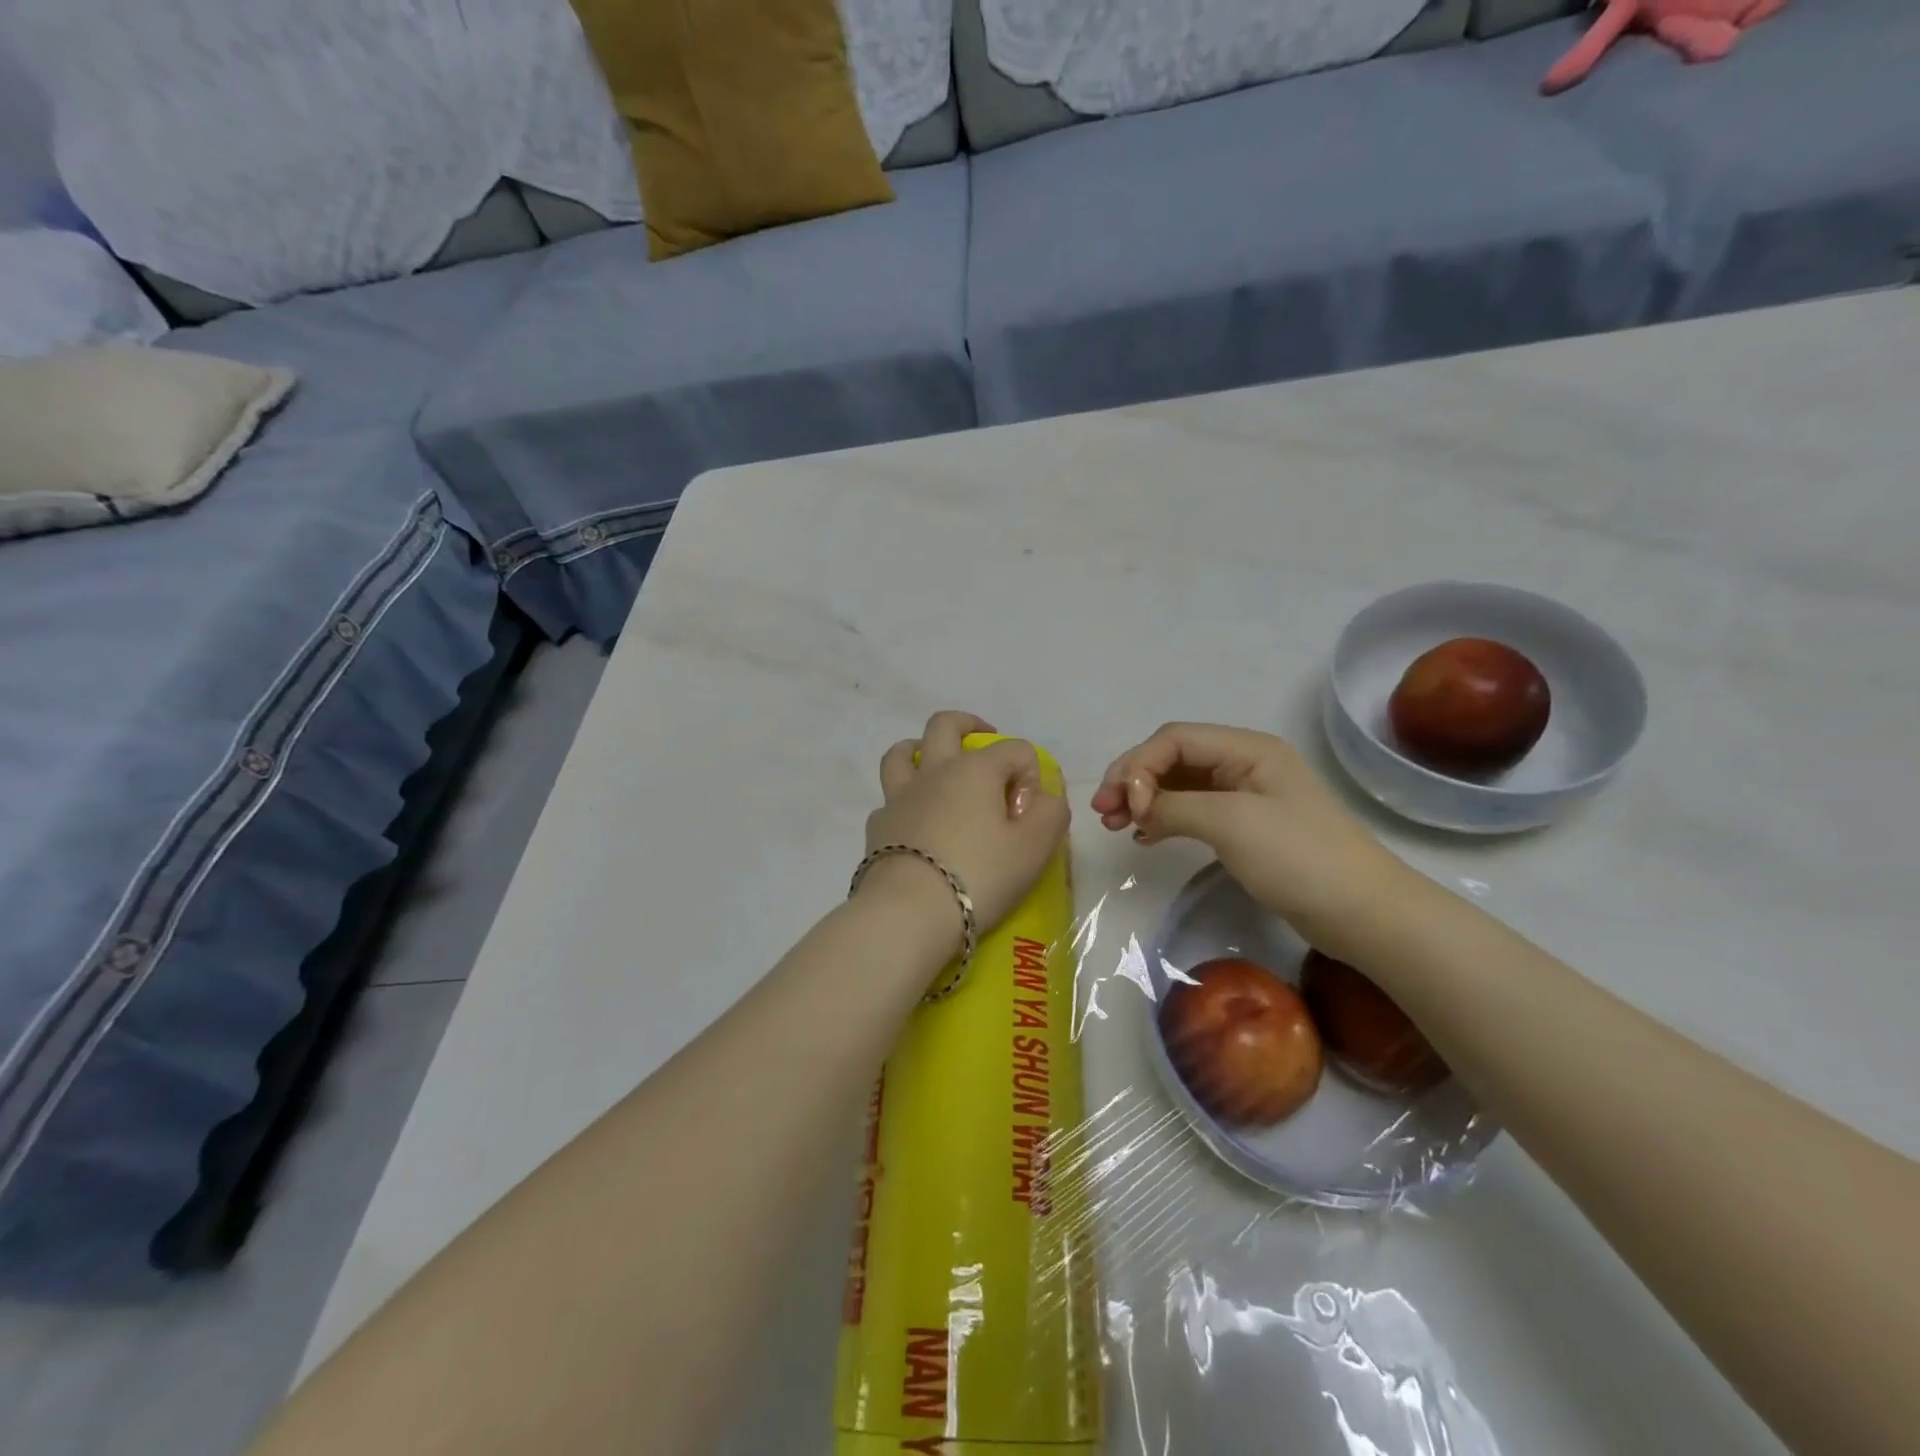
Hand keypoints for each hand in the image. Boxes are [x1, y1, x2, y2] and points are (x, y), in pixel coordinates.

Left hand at [864, 711, 1070, 941]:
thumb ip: (1051, 813)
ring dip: (921, 749)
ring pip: (904, 753)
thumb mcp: (1035, 846)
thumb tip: (1042, 799)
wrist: (909, 912)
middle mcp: (934, 771)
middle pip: (946, 725)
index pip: (1015, 750)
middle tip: (984, 738)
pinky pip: (890, 798)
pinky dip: (905, 800)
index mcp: (975, 769)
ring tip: (936, 765)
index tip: (1028, 816)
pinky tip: (915, 821)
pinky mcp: (878, 825)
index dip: (1030, 777)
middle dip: (969, 724)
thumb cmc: (980, 875)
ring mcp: (899, 796)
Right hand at [1093, 723, 1406, 958]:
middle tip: (1103, 813)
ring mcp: (1246, 796)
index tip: (1124, 807)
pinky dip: (1165, 818)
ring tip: (1116, 824)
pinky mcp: (1246, 827)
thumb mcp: (1231, 822)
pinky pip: (1193, 810)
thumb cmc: (1298, 858)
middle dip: (1134, 780)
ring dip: (1145, 800)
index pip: (1173, 740)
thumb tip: (1137, 806)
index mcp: (1246, 748)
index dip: (1139, 766)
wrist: (1363, 913)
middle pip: (1173, 759)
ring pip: (1180, 785)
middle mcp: (1244, 763)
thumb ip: (1175, 805)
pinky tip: (1145, 835)